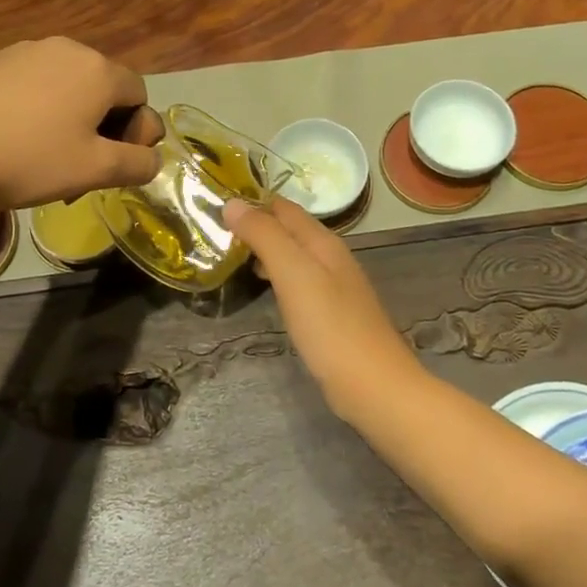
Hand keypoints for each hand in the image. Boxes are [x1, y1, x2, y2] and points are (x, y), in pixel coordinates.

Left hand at [0, 38, 162, 209]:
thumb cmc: (28, 160)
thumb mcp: (95, 170)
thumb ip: (137, 164)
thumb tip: (153, 159)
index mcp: (98, 69)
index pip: (139, 95)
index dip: (137, 132)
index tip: (114, 165)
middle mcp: (66, 49)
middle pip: (104, 89)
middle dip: (104, 129)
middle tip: (83, 170)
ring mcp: (25, 52)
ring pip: (68, 88)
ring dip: (72, 122)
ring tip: (48, 160)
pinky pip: (34, 86)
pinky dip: (39, 112)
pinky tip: (16, 143)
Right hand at [224, 198, 416, 404]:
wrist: (372, 385)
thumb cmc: (330, 326)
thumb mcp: (292, 273)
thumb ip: (264, 235)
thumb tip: (231, 203)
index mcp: (323, 241)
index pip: (282, 207)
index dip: (251, 200)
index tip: (214, 202)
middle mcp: (330, 257)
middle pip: (288, 229)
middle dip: (254, 224)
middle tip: (214, 230)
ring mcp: (333, 286)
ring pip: (292, 255)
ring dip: (263, 250)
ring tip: (228, 255)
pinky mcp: (331, 314)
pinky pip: (297, 281)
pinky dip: (275, 275)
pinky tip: (262, 288)